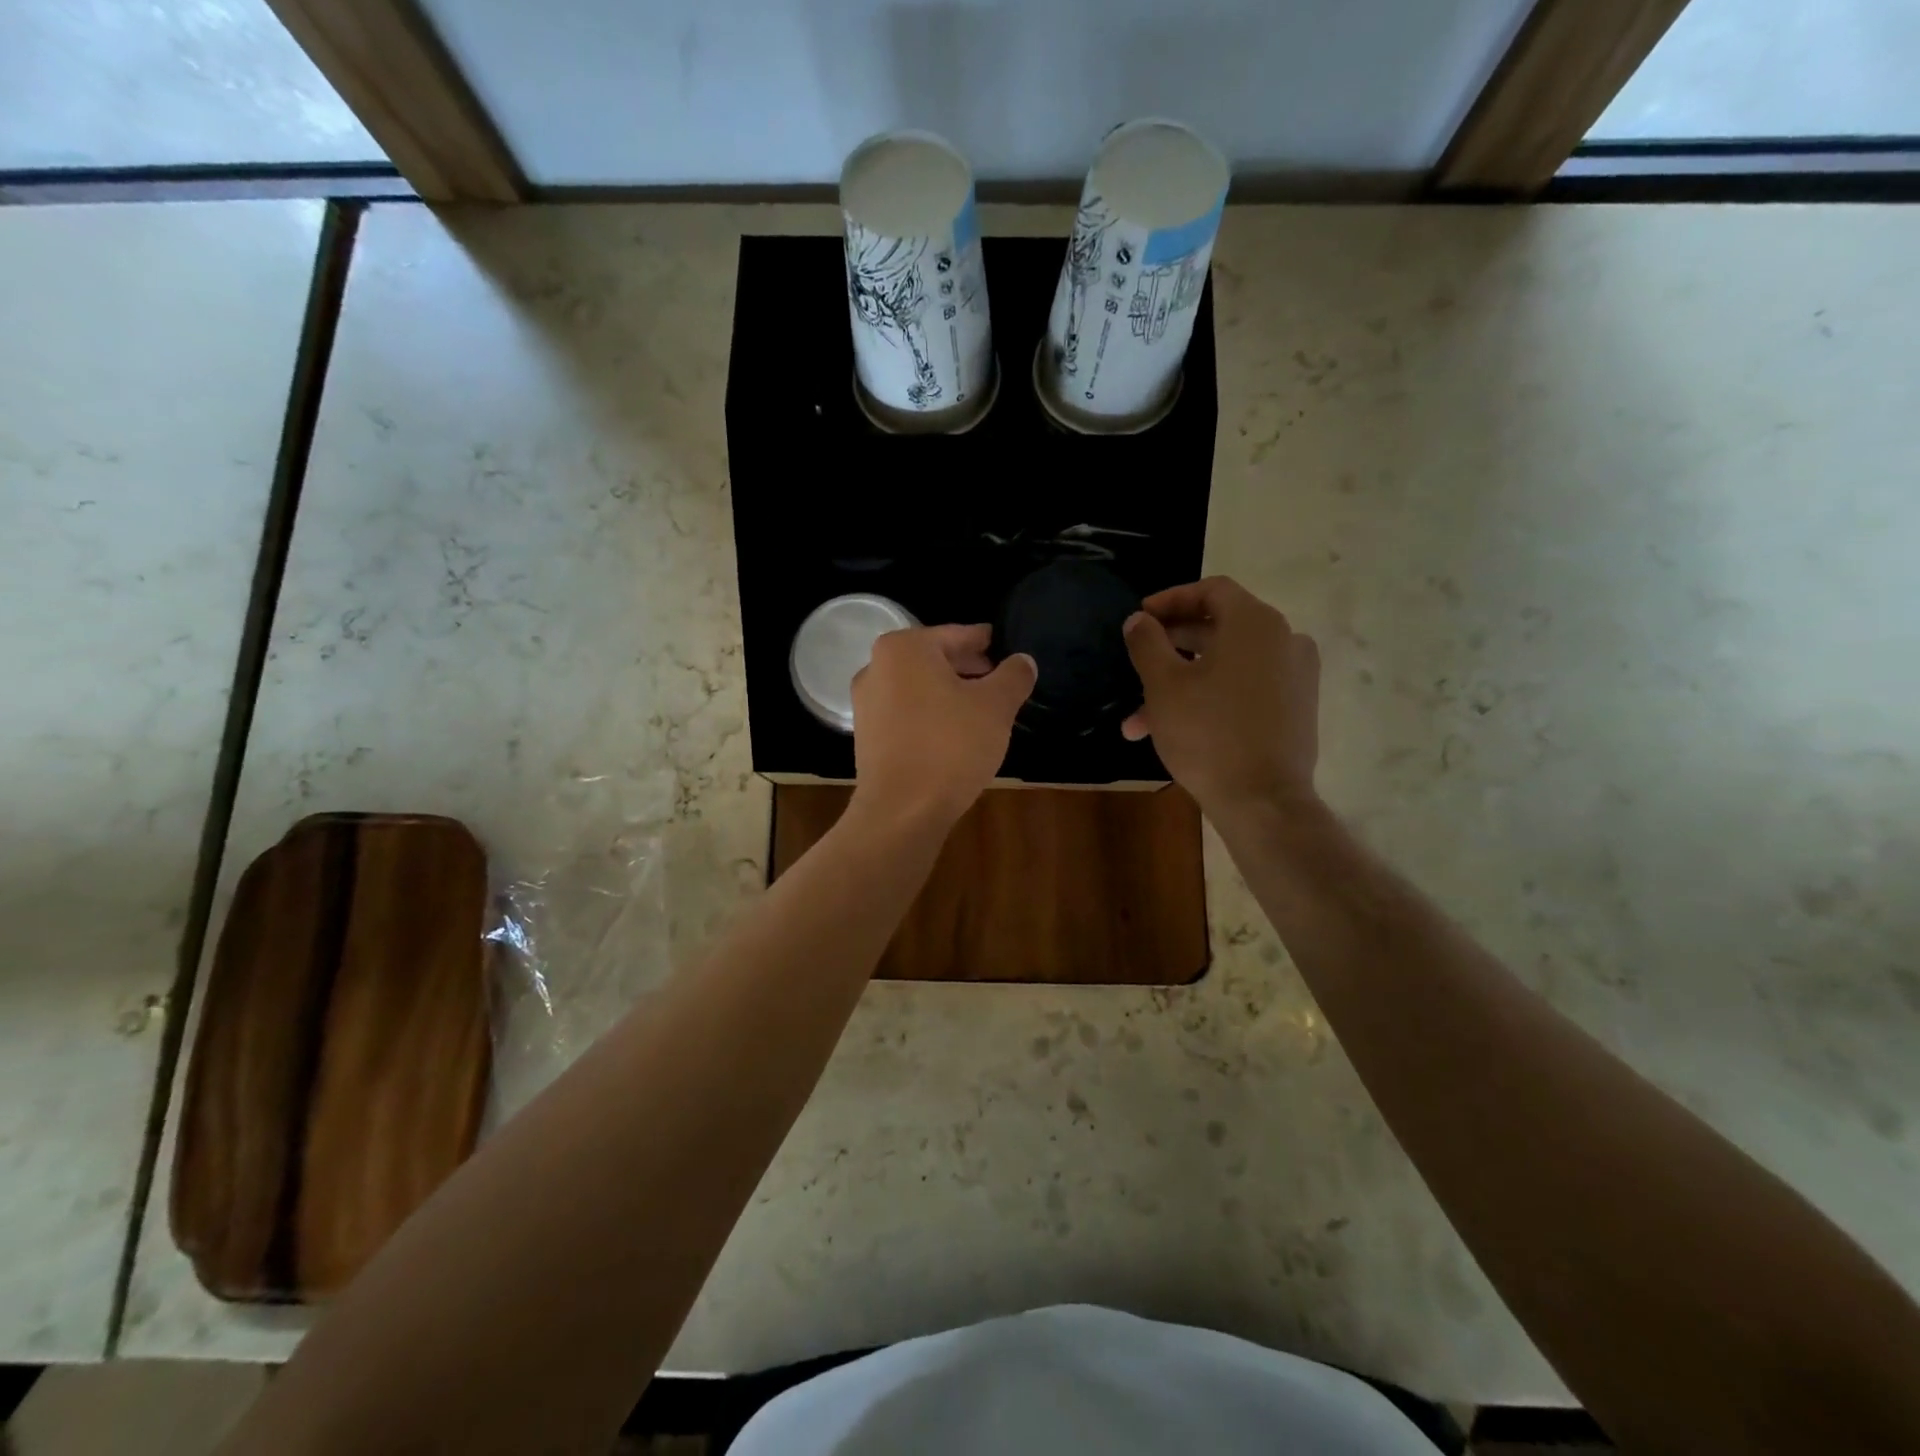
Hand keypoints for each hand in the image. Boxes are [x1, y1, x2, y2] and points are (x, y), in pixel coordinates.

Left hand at [850, 625, 1036, 826]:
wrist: (902, 811)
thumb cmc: (951, 746)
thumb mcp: (996, 706)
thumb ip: (1013, 676)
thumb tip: (1023, 661)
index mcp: (904, 648)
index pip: (957, 635)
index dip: (986, 643)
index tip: (1005, 648)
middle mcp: (876, 668)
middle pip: (934, 660)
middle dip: (969, 670)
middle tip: (1001, 683)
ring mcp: (866, 704)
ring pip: (920, 689)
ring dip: (951, 695)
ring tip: (983, 711)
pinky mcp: (867, 737)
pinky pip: (907, 714)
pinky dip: (932, 716)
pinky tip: (956, 736)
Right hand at [1122, 577, 1320, 821]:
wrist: (1263, 800)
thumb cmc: (1208, 733)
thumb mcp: (1163, 685)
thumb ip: (1146, 642)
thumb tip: (1139, 620)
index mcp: (1255, 623)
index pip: (1211, 590)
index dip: (1170, 600)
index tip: (1140, 618)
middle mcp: (1284, 639)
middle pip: (1219, 627)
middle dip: (1169, 649)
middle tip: (1136, 664)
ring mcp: (1295, 676)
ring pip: (1227, 666)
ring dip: (1182, 683)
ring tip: (1139, 720)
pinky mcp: (1296, 708)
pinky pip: (1246, 688)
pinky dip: (1211, 697)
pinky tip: (1176, 729)